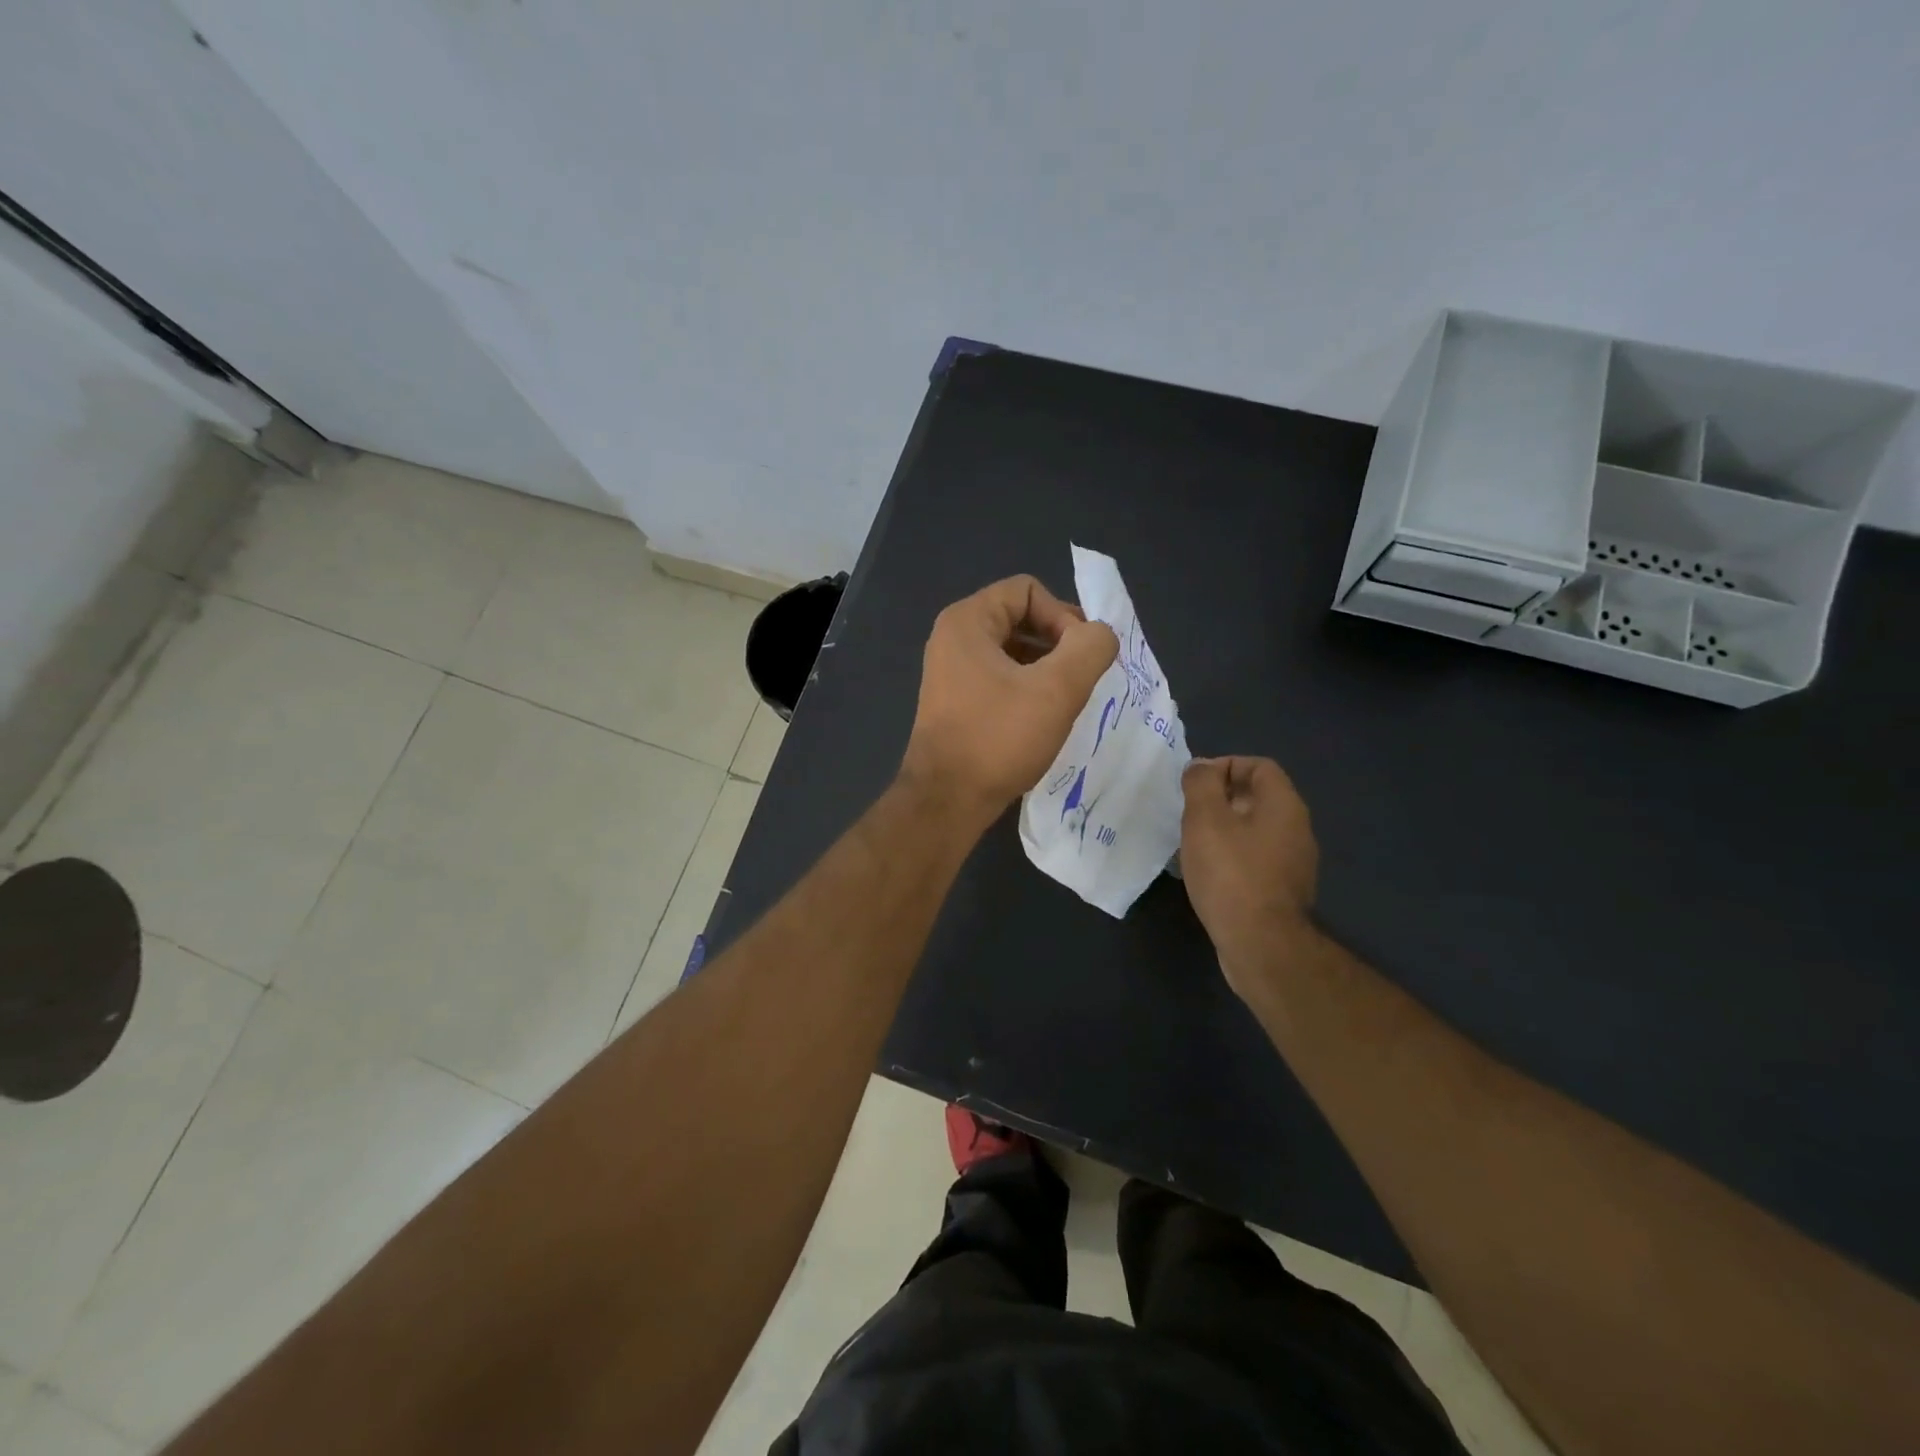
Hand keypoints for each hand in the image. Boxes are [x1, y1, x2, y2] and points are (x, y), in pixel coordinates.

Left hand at [900, 575, 1117, 829]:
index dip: (1063, 616)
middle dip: (1058, 642)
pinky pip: (1001, 677)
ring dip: (1046, 668)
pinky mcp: (956, 701)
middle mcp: (953, 638)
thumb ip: (1090, 648)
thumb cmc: (998, 738)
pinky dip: (1027, 688)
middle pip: (1020, 617)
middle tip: (1082, 678)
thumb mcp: (1057, 690)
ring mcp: (951, 671)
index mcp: (968, 621)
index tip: (1081, 657)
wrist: (947, 800)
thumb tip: (1100, 635)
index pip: (1028, 590)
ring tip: (1067, 700)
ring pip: (1013, 651)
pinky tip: (1044, 718)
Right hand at [1180, 757, 1319, 996]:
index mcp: (1284, 806)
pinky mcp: (1283, 891)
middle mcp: (1297, 829)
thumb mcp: (1205, 819)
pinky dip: (1232, 857)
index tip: (1195, 785)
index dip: (1226, 766)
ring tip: (1193, 843)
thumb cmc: (1231, 874)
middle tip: (1189, 814)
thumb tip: (1201, 767)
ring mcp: (1294, 863)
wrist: (1261, 944)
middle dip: (1221, 799)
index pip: (1260, 766)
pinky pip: (1256, 859)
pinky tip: (1208, 873)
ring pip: (1255, 830)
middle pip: (1258, 798)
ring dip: (1224, 830)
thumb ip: (1201, 784)